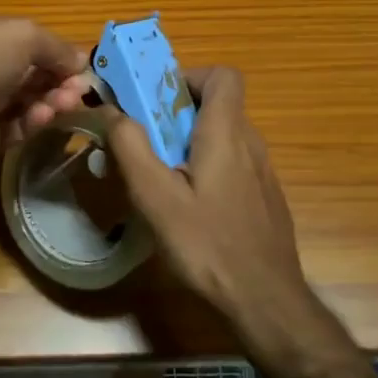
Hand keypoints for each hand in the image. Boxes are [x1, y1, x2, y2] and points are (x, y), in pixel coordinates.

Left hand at [0, 7, 90, 174]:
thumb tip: (82, 61)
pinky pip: (7, 129)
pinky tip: (41, 121)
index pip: (25, 39)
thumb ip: (54, 47)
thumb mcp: (20, 35)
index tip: (84, 69)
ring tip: (62, 107)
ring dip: (46, 103)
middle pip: (26, 72)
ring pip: (19, 101)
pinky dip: (28, 124)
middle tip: (78, 94)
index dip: (57, 53)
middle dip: (56, 80)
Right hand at [102, 67, 309, 326]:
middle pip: (216, 105)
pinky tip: (189, 209)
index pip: (223, 75)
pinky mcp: (264, 198)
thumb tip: (111, 110)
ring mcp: (262, 172)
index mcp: (226, 133)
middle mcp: (250, 143)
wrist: (267, 302)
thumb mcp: (156, 198)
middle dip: (176, 114)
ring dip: (189, 143)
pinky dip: (206, 168)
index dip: (188, 77)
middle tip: (145, 144)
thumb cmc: (208, 245)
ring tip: (160, 179)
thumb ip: (131, 147)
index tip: (157, 102)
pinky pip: (232, 164)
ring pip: (222, 137)